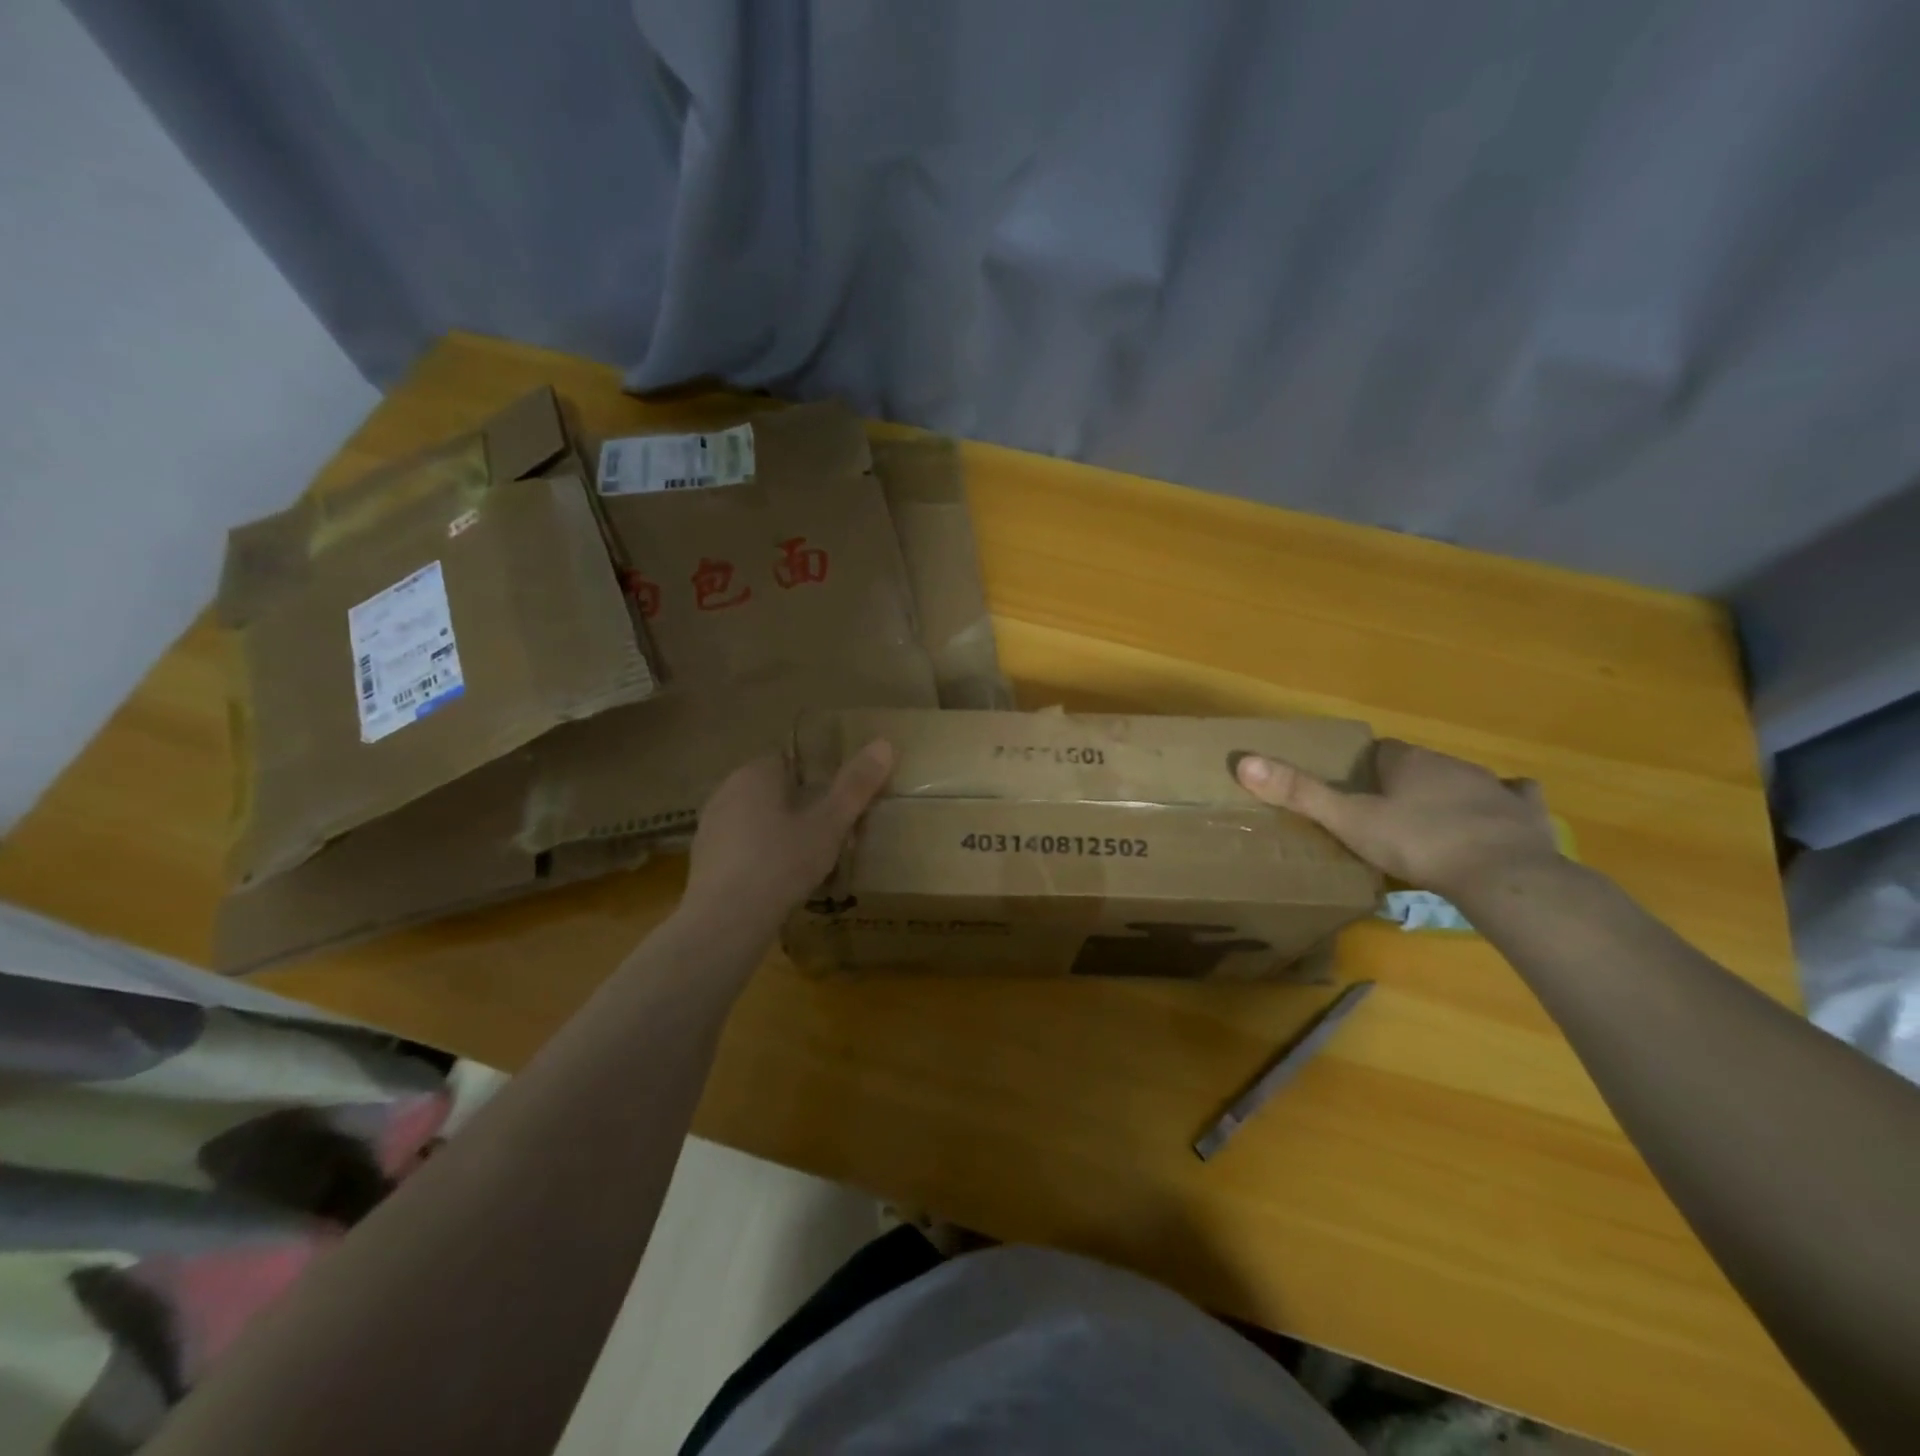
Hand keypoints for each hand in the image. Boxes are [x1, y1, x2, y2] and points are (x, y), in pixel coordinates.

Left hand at [683, 741, 894, 934]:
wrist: (724, 922)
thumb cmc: (781, 863)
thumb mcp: (830, 824)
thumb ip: (856, 785)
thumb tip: (885, 743)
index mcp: (755, 773)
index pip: (791, 760)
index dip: (818, 778)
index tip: (839, 803)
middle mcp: (726, 791)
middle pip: (774, 791)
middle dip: (800, 808)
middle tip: (831, 834)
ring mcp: (710, 826)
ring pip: (756, 820)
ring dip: (779, 833)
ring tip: (808, 861)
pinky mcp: (703, 860)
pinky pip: (742, 848)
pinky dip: (761, 857)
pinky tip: (778, 882)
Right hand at [1234, 738, 1558, 897]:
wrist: (1502, 876)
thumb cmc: (1417, 842)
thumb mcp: (1348, 820)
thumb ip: (1299, 793)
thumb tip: (1244, 761)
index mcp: (1407, 762)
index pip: (1379, 751)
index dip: (1363, 768)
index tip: (1353, 791)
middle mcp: (1450, 764)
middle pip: (1418, 766)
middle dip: (1402, 783)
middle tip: (1383, 815)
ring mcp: (1492, 788)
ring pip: (1461, 781)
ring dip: (1445, 795)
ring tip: (1429, 826)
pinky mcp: (1524, 815)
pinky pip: (1515, 799)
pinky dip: (1504, 805)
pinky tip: (1499, 818)